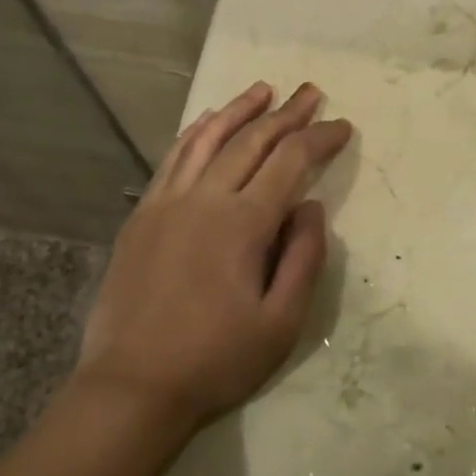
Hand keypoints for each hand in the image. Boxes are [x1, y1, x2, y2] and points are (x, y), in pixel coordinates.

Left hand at [75, 81, 352, 436]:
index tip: (343, 125)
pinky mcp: (141, 216)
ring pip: (206, 140)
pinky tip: (206, 122)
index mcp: (243, 224)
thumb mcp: (281, 323)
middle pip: (250, 141)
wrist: (132, 385)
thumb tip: (312, 207)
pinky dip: (194, 133)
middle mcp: (203, 199)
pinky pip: (171, 159)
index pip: (290, 162)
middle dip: (285, 114)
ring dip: (238, 111)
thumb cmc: (216, 361)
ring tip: (262, 89)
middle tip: (310, 92)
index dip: (319, 139)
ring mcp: (165, 203)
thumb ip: (304, 258)